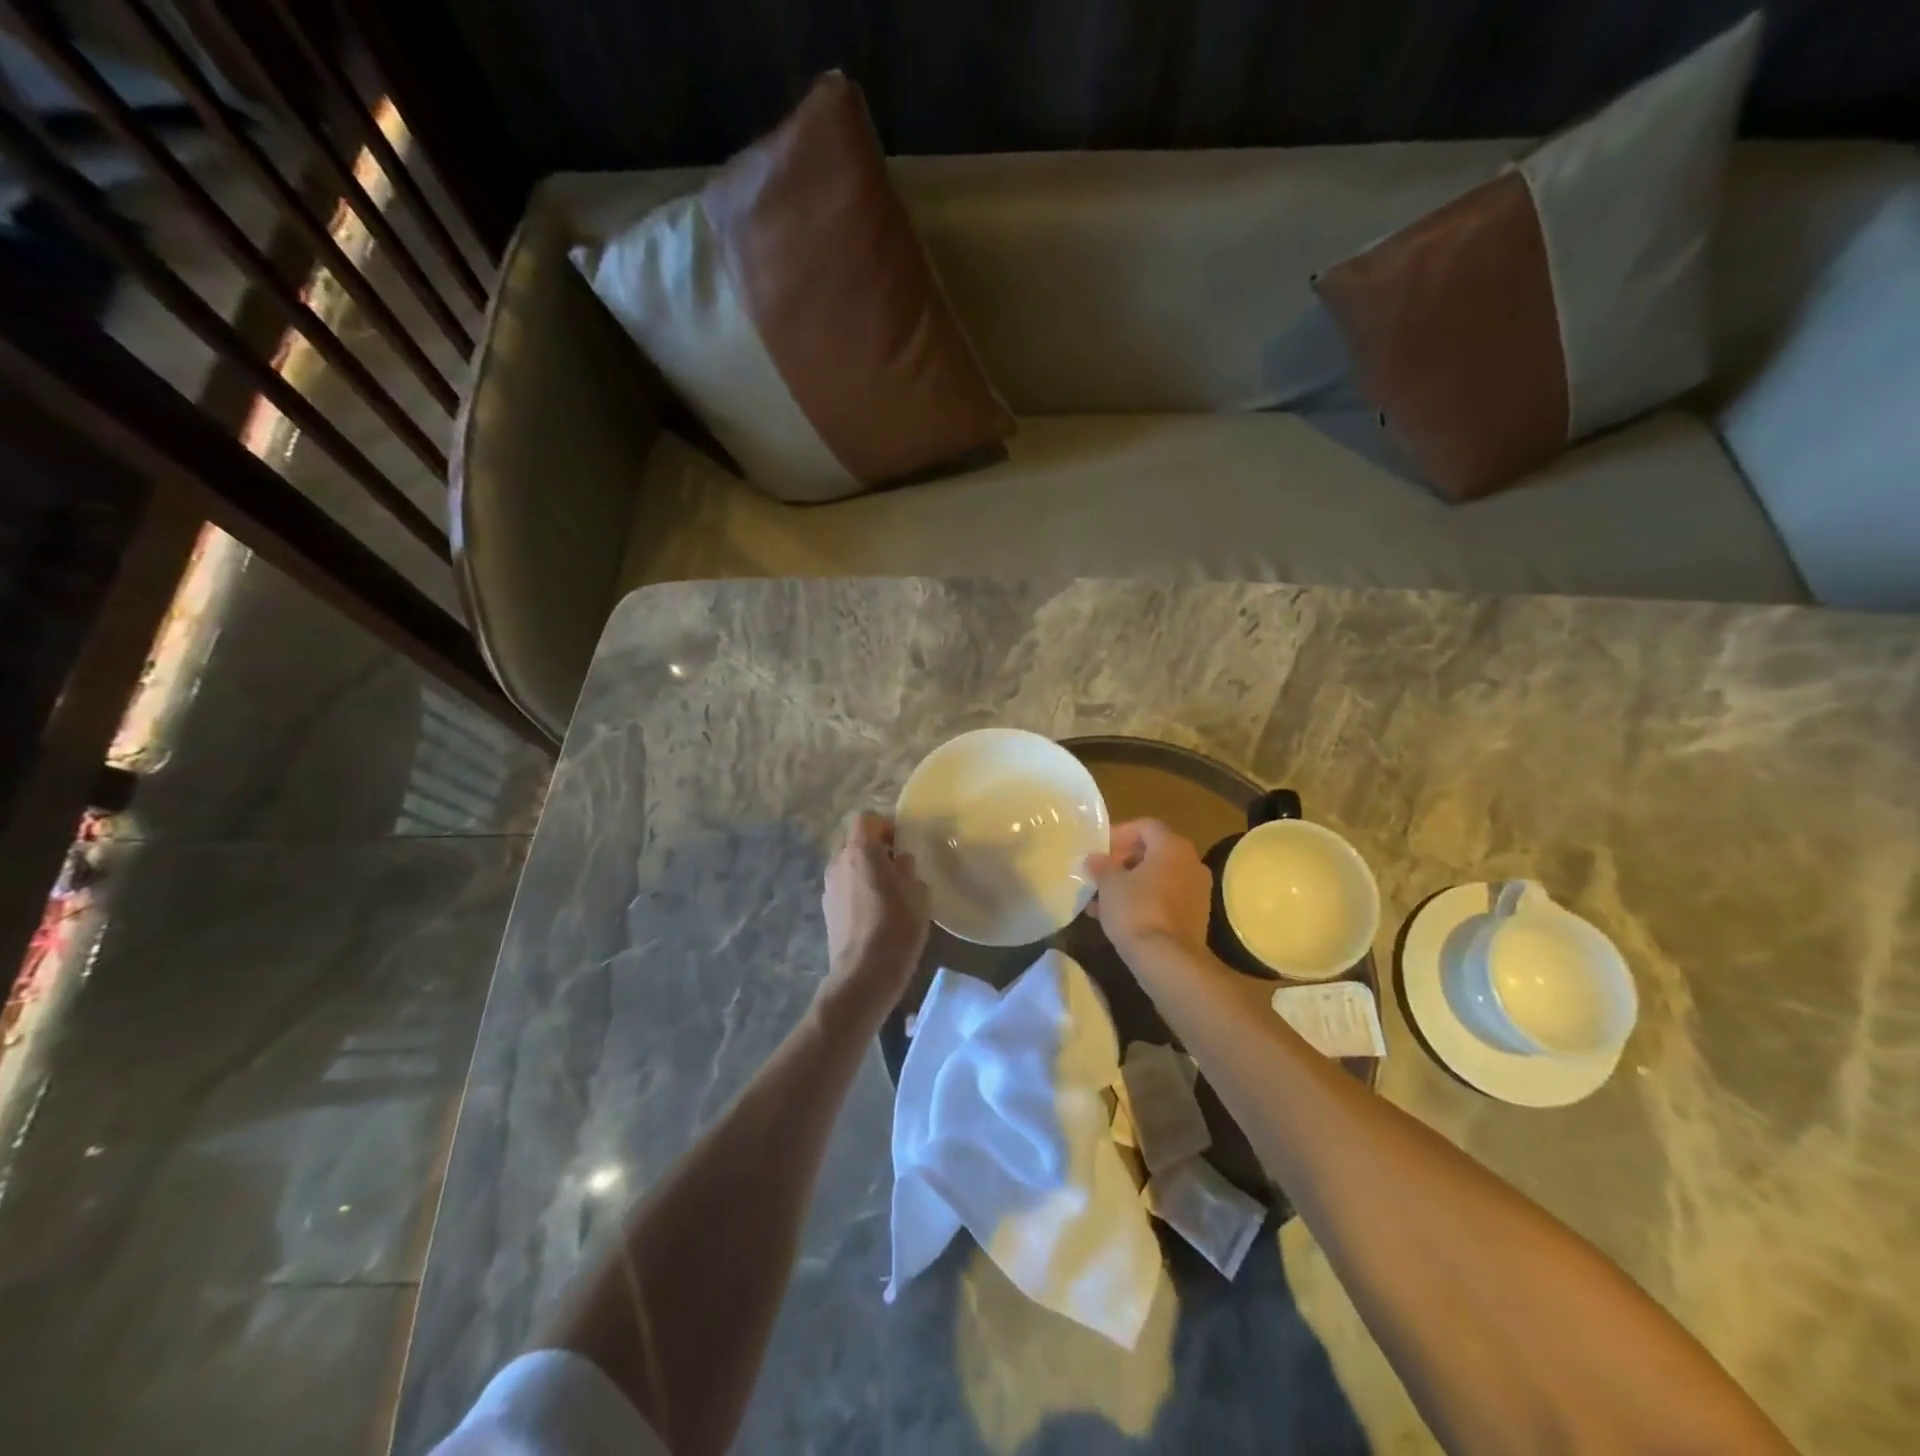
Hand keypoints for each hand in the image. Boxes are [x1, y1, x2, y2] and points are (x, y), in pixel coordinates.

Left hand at [819, 811, 930, 1017]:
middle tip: (895, 862)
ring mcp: (829, 886)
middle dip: (872, 844)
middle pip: (851, 838)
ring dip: (863, 866)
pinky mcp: (827, 909)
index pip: (865, 818)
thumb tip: (900, 861)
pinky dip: (856, 886)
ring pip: (846, 862)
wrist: (864, 974)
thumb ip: (908, 869)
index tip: (902, 841)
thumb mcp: (918, 893)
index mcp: (861, 851)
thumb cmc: (897, 927)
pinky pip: (843, 884)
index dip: (884, 824)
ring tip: (886, 887)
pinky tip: (874, 909)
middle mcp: (838, 862)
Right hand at [1086, 819, 1213, 962]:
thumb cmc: (1136, 911)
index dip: (1120, 834)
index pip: (1146, 826)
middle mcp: (1191, 862)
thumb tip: (1095, 859)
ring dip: (1132, 883)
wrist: (1168, 960)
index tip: (1100, 850)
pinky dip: (1145, 900)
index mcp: (1172, 846)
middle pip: (1154, 851)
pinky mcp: (1196, 916)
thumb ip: (1101, 866)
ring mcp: (1197, 890)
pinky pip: (1166, 898)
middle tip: (1100, 874)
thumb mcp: (1109, 885)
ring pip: (1159, 877)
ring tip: (1102, 900)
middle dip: (1124, 861)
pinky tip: (1119, 918)